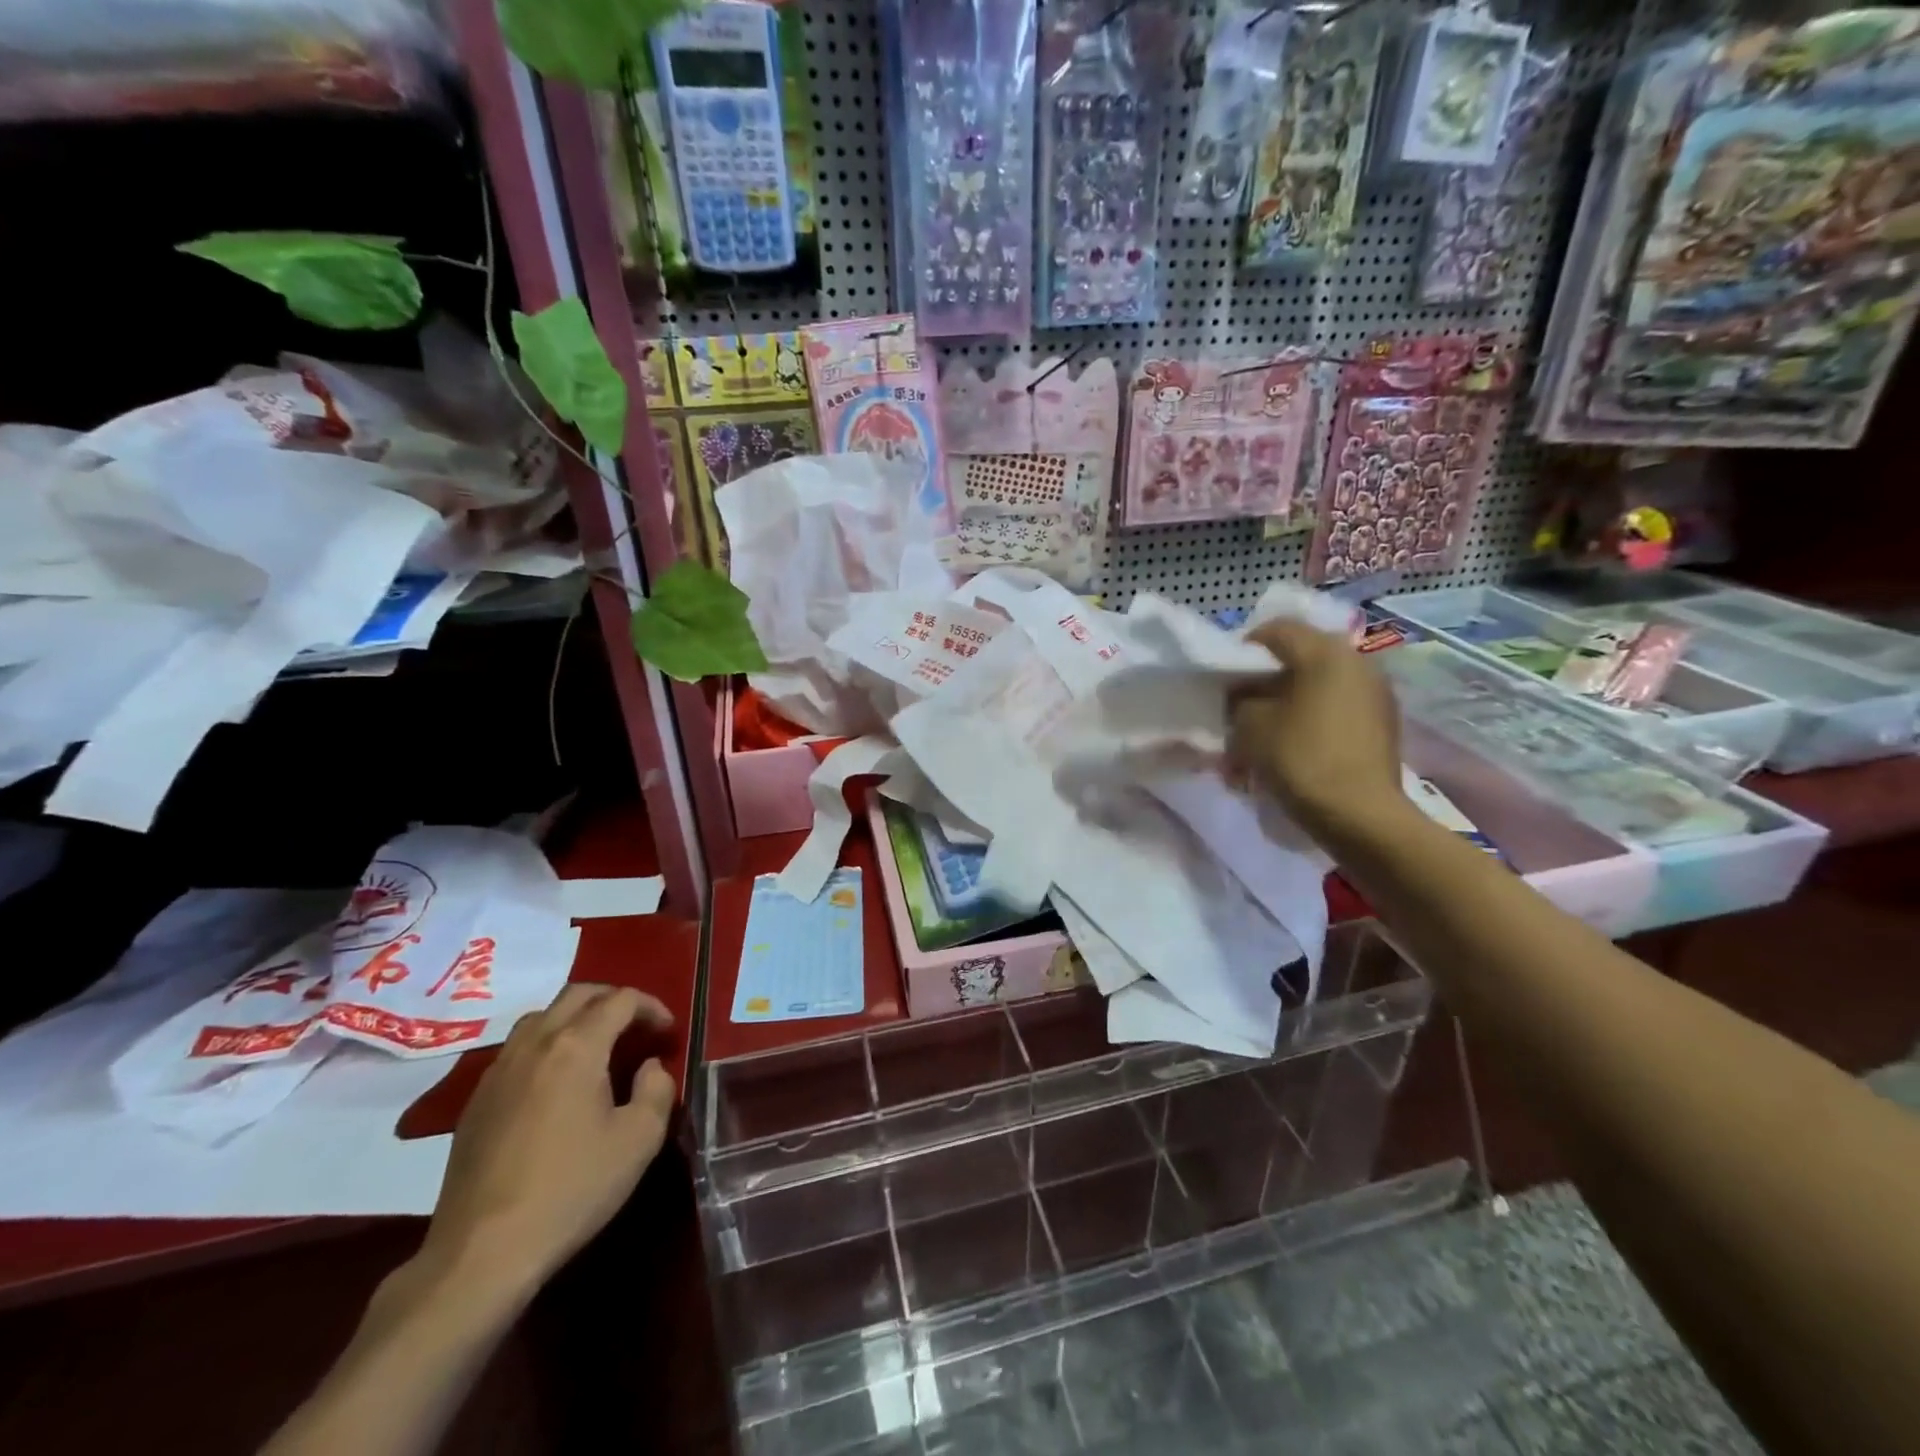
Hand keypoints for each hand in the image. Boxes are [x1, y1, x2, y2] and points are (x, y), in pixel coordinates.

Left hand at [417, 984, 676, 1305]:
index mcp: (576, 1046)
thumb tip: (649, 1067)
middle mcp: (534, 1044)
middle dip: (614, 1001)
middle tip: (637, 1027)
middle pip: (577, 995)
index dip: (652, 1007)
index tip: (668, 1033)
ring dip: (576, 1018)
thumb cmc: (571, 1189)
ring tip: (598, 1047)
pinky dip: (547, 1045)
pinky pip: (517, 1049)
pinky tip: (557, 1083)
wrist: (482, 1252)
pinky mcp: (476, 1101)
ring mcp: (498, 1071)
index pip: (620, 1000)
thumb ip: (656, 1089)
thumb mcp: (639, 1140)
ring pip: (541, 1017)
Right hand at [1229, 619, 1404, 843]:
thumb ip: (1241, 699)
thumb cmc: (1301, 759)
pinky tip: (1293, 748)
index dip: (1243, 650)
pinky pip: (1336, 709)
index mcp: (1325, 652)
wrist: (1360, 815)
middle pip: (1299, 658)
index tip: (1225, 679)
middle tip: (1241, 709)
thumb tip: (1246, 695)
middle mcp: (1357, 661)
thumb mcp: (1251, 725)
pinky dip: (1311, 720)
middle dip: (1266, 682)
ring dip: (1288, 704)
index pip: (1276, 630)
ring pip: (1317, 686)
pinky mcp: (1382, 723)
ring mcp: (1375, 693)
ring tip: (1265, 736)